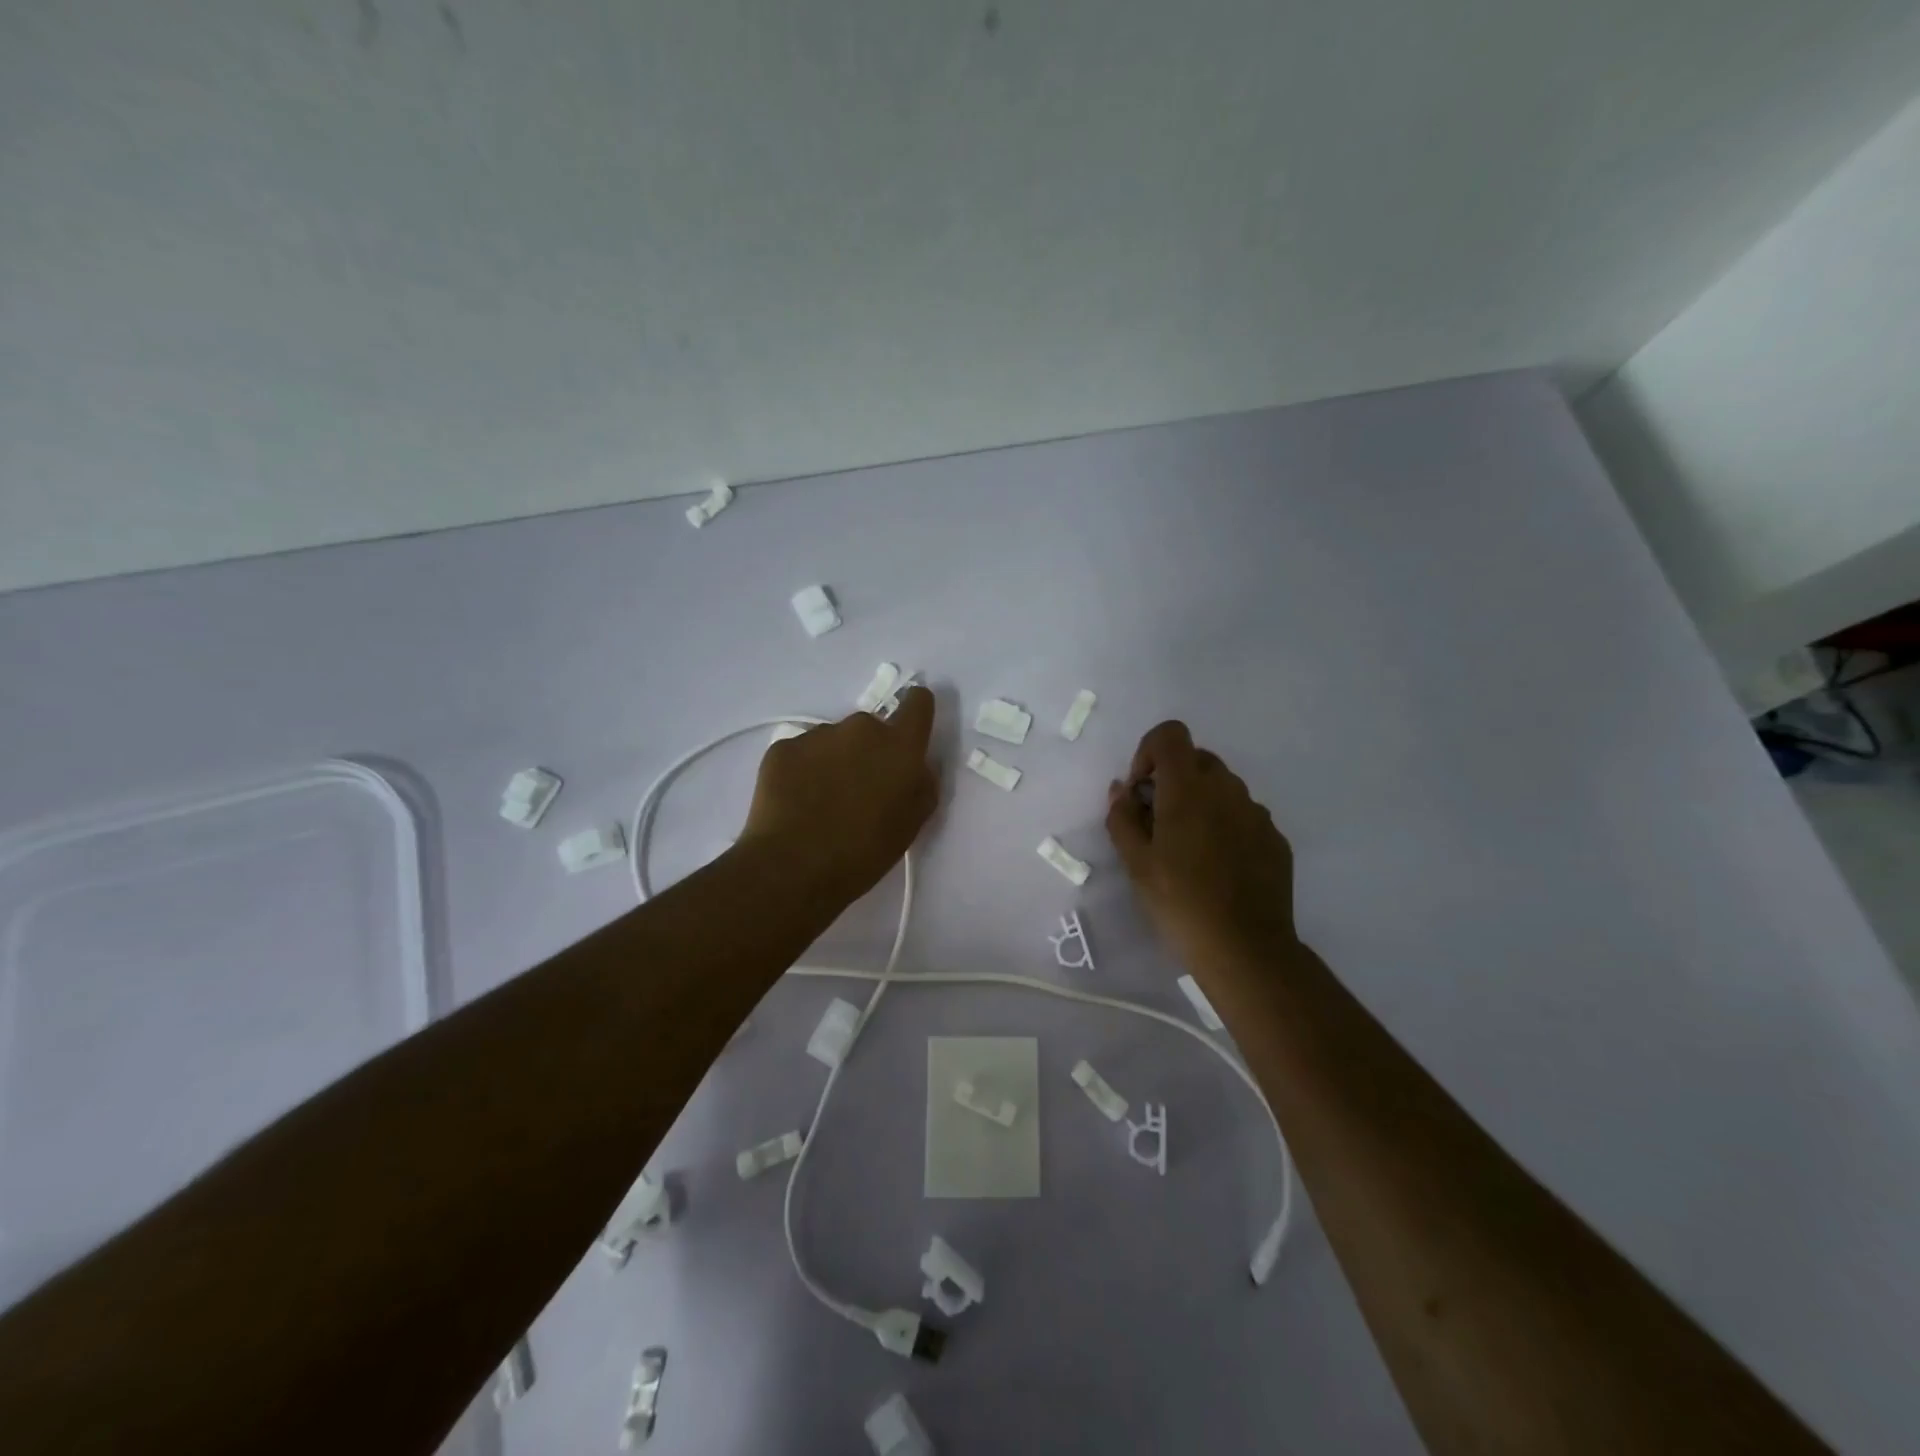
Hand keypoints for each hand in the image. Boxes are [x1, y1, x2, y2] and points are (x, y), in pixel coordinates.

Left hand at [740, 686, 939, 906]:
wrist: (793, 867)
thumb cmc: (864, 852)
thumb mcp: (911, 824)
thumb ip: (922, 785)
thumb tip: (916, 767)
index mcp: (900, 746)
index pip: (918, 703)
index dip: (916, 711)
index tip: (910, 729)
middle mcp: (861, 728)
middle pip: (872, 728)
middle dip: (869, 751)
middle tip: (859, 790)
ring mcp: (818, 735)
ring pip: (834, 740)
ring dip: (835, 761)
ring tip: (823, 801)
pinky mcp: (783, 747)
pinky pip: (802, 752)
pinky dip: (803, 771)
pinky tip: (797, 803)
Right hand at [1106, 721, 1299, 977]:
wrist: (1245, 949)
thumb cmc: (1179, 902)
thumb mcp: (1135, 863)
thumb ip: (1122, 817)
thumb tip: (1121, 789)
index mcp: (1188, 788)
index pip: (1170, 734)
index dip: (1149, 752)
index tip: (1140, 790)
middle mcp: (1227, 789)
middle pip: (1196, 759)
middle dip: (1172, 779)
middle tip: (1157, 822)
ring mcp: (1257, 813)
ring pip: (1222, 788)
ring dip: (1200, 802)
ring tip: (1188, 849)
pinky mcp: (1275, 839)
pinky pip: (1243, 815)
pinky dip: (1225, 825)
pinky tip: (1217, 867)